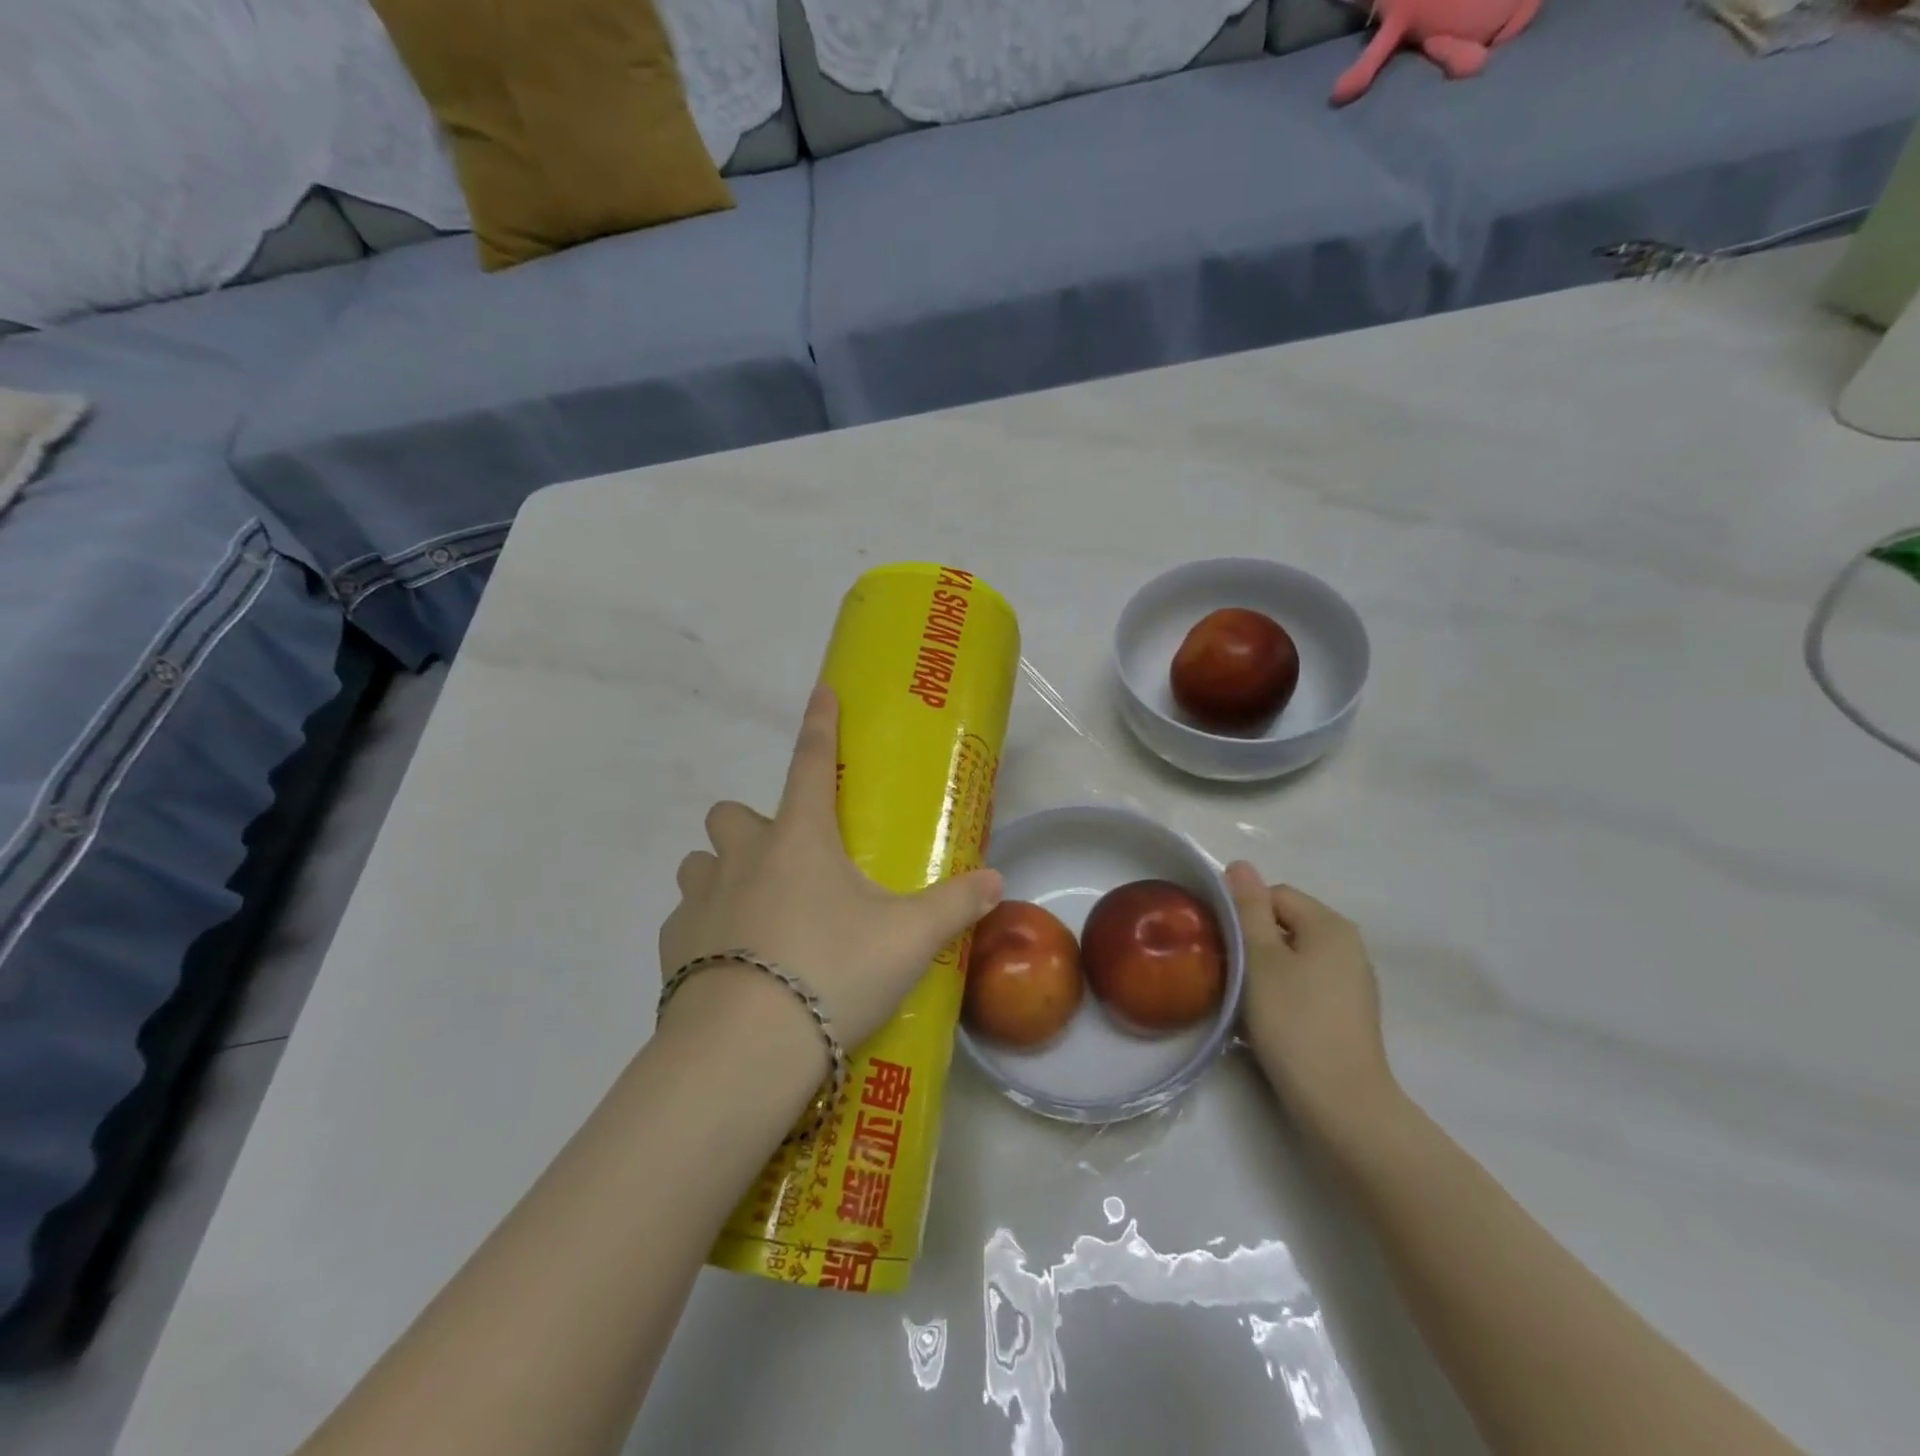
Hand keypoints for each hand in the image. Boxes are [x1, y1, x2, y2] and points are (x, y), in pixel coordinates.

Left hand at [659, 685, 1003, 1053]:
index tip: (820, 691)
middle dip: (754, 826)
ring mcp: (701, 897)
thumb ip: (955, 905)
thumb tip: (996, 880)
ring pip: (702, 862)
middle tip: (787, 862)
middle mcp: (743, 855)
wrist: (747, 1049)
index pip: (810, 761)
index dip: (819, 723)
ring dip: (723, 873)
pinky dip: (707, 927)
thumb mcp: (908, 940)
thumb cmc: (833, 971)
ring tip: (756, 912)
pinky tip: (732, 963)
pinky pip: (687, 917)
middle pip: (732, 813)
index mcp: (801, 839)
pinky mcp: (674, 943)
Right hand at [1226, 863, 1400, 1145]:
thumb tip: (1241, 864)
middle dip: (1255, 942)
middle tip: (1231, 972)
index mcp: (1331, 925)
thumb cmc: (1294, 1022)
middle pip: (1286, 924)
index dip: (1245, 914)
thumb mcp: (1260, 959)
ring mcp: (1354, 981)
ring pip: (1295, 956)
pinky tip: (1270, 1019)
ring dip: (1266, 969)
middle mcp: (1350, 945)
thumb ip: (1248, 909)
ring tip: (1246, 999)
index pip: (1275, 895)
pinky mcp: (1349, 1013)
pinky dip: (1285, 992)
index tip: (1225, 946)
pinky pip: (1308, 984)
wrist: (1341, 1104)